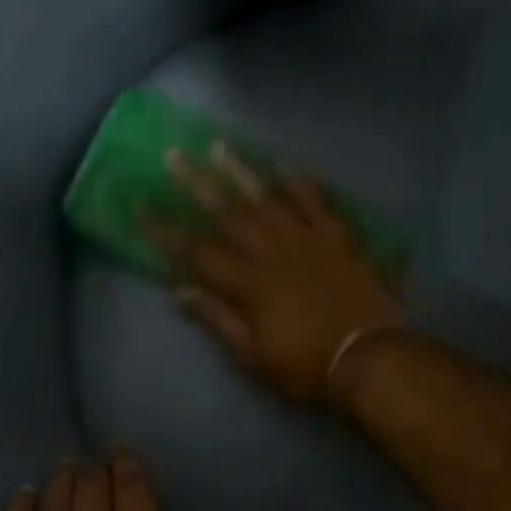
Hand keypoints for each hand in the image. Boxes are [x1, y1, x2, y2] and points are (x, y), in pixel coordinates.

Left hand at [0, 452, 216, 510]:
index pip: (133, 491)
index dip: (128, 468)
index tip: (121, 453)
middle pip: (91, 491)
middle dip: (94, 471)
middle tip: (91, 461)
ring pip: (53, 504)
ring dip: (60, 482)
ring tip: (62, 468)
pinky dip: (17, 509)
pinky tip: (21, 497)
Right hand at [152, 143, 403, 400]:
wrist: (370, 357)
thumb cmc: (306, 364)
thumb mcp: (253, 354)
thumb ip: (217, 319)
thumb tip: (178, 293)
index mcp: (247, 283)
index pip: (196, 251)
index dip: (165, 230)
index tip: (140, 206)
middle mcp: (271, 251)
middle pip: (227, 212)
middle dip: (196, 184)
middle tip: (173, 155)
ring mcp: (307, 239)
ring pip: (268, 197)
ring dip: (241, 171)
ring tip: (219, 146)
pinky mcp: (338, 237)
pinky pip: (317, 201)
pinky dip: (300, 182)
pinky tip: (285, 165)